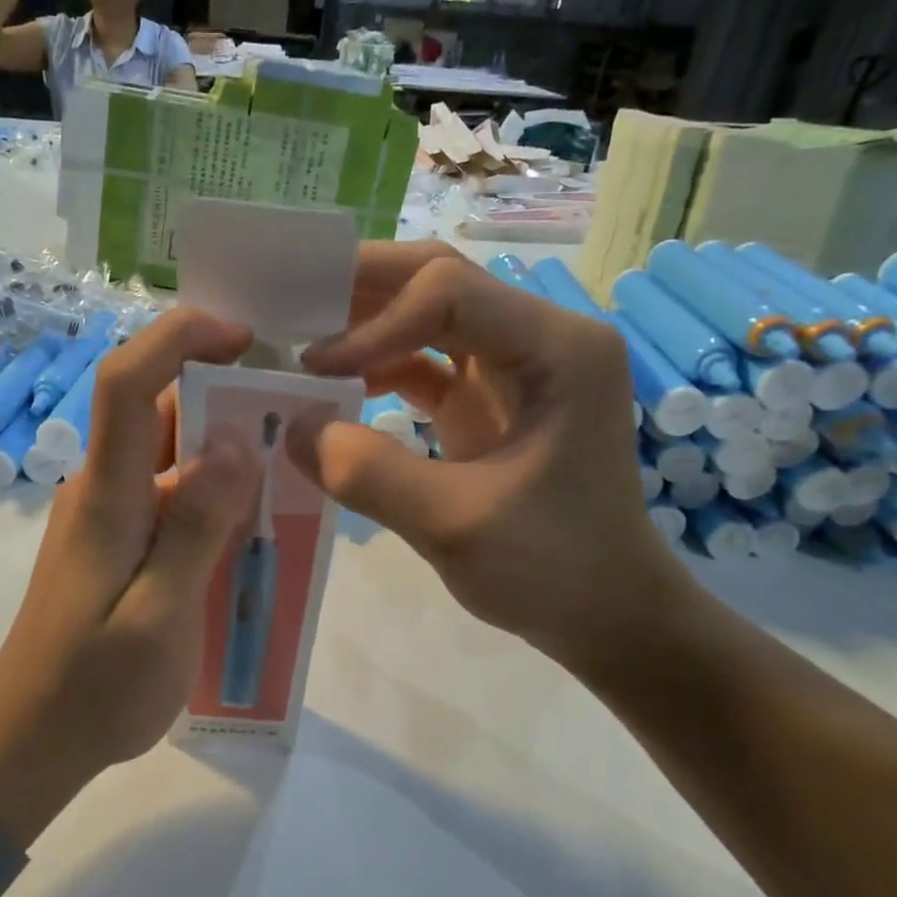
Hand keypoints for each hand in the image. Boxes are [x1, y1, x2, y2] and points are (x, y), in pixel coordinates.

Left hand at [0, 310, 259, 842]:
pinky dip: (214, 494)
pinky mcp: (118, 544)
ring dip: (226, 450)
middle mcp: (103, 489)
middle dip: (225, 395)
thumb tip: (236, 441)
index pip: (127, 382)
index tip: (244, 338)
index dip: (178, 338)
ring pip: (171, 455)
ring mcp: (108, 516)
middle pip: (158, 410)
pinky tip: (253, 527)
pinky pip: (171, 496)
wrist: (32, 740)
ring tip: (291, 471)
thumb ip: (195, 529)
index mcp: (107, 495)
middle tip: (298, 417)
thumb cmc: (95, 688)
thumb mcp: (158, 617)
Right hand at [289, 245, 693, 672]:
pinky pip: (425, 362)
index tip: (314, 367)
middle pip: (440, 282)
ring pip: (428, 315)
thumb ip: (367, 473)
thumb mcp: (453, 525)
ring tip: (300, 339)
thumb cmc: (553, 570)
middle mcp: (540, 339)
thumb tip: (292, 426)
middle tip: (290, 300)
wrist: (607, 614)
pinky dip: (378, 367)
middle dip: (362, 289)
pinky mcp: (489, 400)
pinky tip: (335, 387)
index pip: (449, 293)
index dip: (374, 324)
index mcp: (557, 350)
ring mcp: (514, 368)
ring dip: (365, 323)